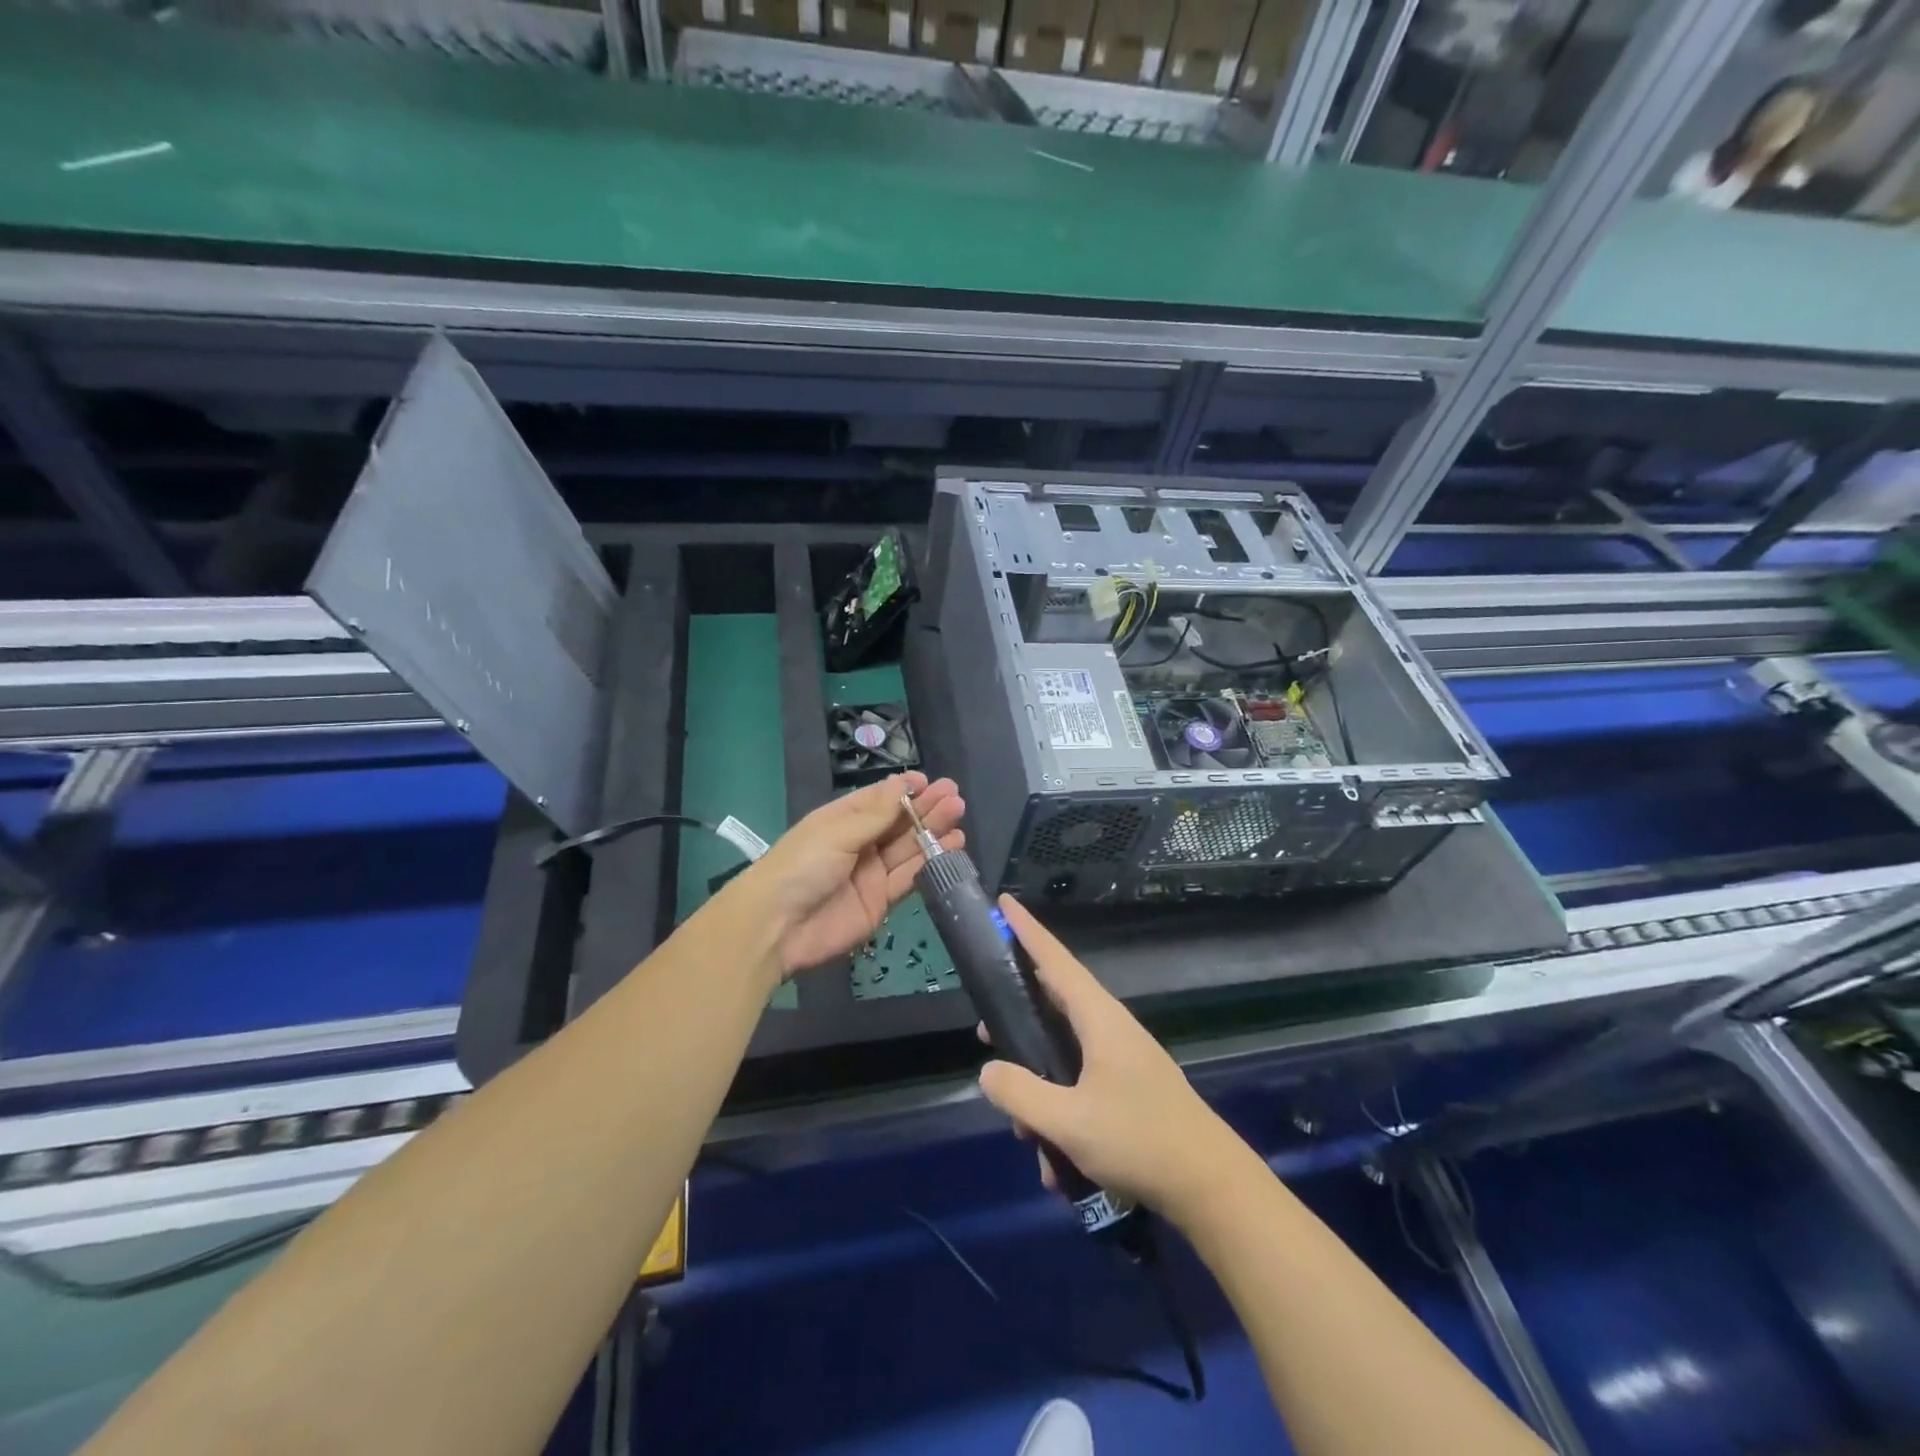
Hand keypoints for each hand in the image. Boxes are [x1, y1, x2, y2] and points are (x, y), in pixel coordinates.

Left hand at [741, 773, 963, 976]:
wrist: (777, 928)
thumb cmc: (801, 866)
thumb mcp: (837, 832)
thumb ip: (876, 814)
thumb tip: (903, 783)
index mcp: (842, 820)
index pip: (878, 799)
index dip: (904, 790)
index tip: (930, 782)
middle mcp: (859, 843)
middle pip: (898, 822)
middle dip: (926, 808)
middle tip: (954, 796)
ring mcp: (871, 873)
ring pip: (908, 848)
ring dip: (933, 831)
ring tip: (959, 814)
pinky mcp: (881, 901)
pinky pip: (910, 877)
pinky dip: (931, 862)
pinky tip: (952, 845)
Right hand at [976, 897, 1258, 1226]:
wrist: (1213, 1187)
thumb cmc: (1139, 1140)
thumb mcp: (1069, 1122)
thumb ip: (1020, 1094)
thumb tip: (988, 1070)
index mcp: (1099, 1018)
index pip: (1055, 959)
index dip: (1026, 930)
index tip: (1005, 902)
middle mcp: (1111, 1028)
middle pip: (1054, 1003)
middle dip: (1018, 1018)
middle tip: (987, 1031)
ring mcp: (1123, 1058)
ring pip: (1065, 1055)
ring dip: (1040, 1089)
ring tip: (1027, 1133)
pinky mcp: (1130, 1088)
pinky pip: (1082, 1086)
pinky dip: (1063, 1116)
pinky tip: (1057, 1164)